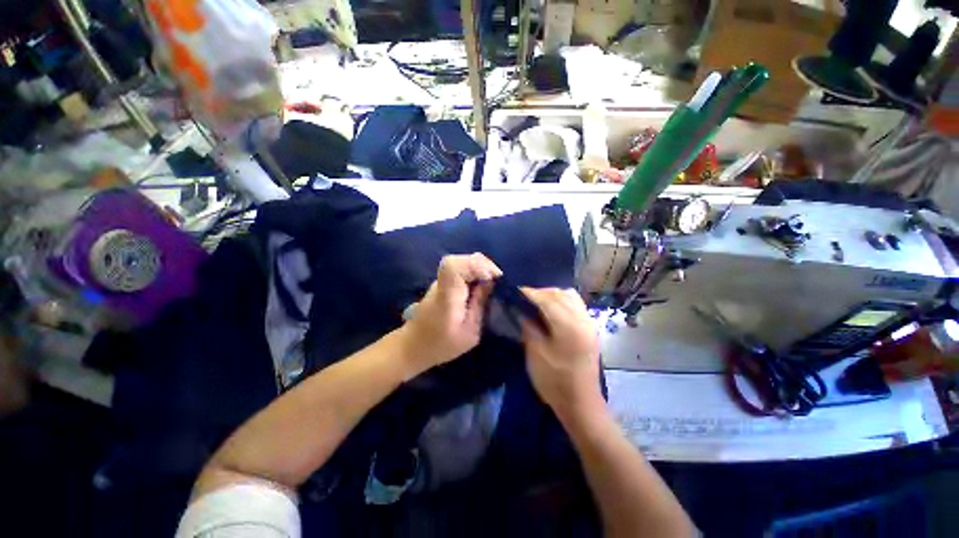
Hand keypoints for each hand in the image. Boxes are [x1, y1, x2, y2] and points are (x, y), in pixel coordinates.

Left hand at [401, 253, 501, 372]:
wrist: (413, 345)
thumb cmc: (442, 345)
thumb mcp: (469, 333)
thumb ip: (479, 306)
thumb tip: (490, 282)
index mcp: (446, 296)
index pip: (453, 266)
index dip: (475, 265)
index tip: (492, 277)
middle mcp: (441, 283)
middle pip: (460, 260)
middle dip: (483, 266)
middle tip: (497, 281)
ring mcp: (440, 281)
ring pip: (461, 263)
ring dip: (479, 269)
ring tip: (491, 285)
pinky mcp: (442, 283)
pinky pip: (460, 270)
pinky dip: (474, 273)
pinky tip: (480, 287)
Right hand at [520, 288, 603, 420]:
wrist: (581, 404)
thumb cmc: (555, 382)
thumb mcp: (535, 354)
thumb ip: (528, 327)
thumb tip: (521, 310)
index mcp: (569, 326)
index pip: (547, 299)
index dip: (529, 293)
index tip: (514, 292)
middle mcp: (582, 319)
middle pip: (559, 294)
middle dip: (540, 293)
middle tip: (523, 299)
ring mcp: (589, 323)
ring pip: (569, 296)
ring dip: (552, 295)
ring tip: (537, 304)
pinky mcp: (590, 329)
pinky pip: (576, 304)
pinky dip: (562, 301)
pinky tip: (552, 311)